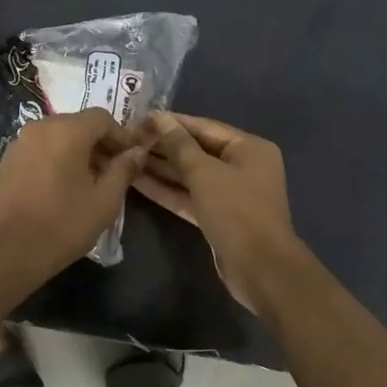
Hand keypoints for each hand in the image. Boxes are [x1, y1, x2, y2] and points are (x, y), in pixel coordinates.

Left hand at [0, 108, 150, 283]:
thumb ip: (124, 169)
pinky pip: (41, 149)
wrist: (7, 252)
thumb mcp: (104, 200)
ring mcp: (20, 143)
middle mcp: (41, 127)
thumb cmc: (63, 225)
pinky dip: (57, 158)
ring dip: (79, 151)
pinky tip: (63, 186)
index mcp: (67, 131)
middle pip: (79, 124)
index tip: (133, 158)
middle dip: (100, 143)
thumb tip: (137, 151)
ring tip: (90, 181)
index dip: (122, 136)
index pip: (102, 118)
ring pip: (59, 136)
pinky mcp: (7, 161)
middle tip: (115, 171)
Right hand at [134, 112, 307, 312]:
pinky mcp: (218, 217)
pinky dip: (167, 190)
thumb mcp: (205, 173)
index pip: (205, 127)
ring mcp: (230, 194)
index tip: (140, 118)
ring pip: (191, 175)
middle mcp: (242, 166)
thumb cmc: (236, 211)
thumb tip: (160, 118)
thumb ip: (179, 145)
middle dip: (164, 146)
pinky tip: (137, 181)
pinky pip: (190, 196)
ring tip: (126, 157)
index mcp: (249, 148)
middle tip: (128, 138)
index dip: (172, 123)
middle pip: (197, 150)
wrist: (260, 268)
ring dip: (161, 168)